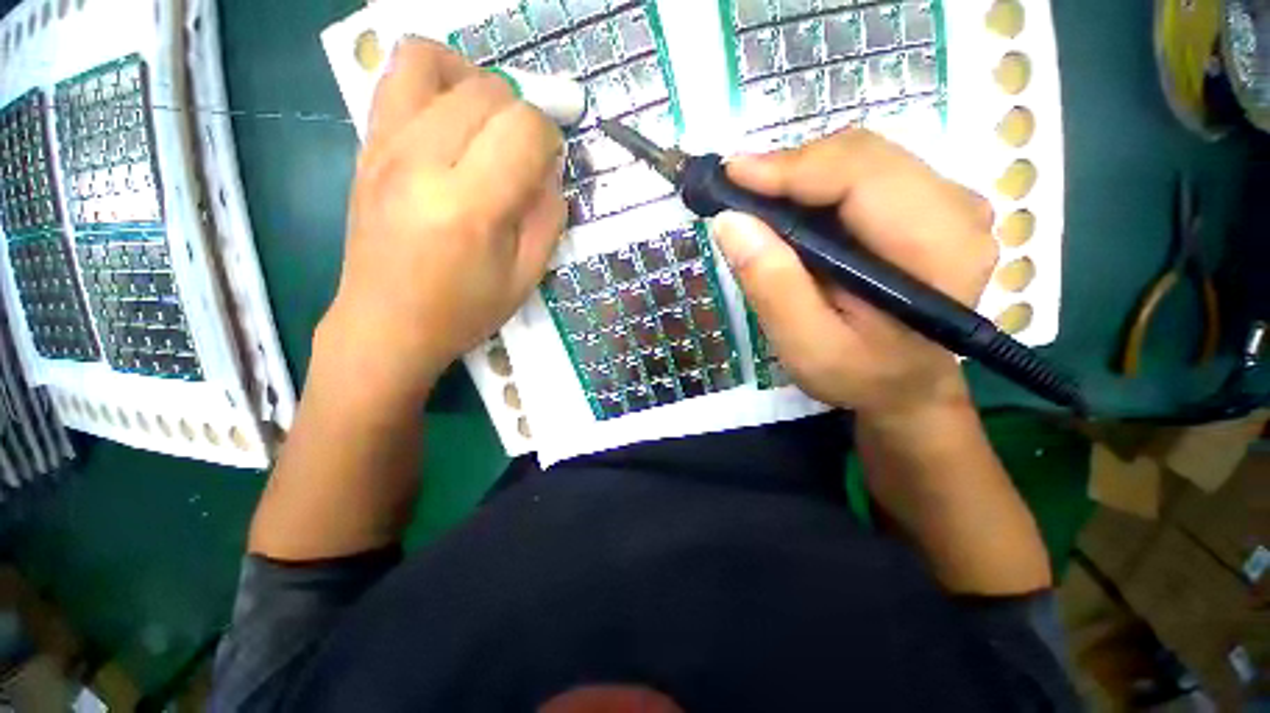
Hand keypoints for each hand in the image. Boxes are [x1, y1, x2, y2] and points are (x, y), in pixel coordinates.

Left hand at [321, 38, 565, 397]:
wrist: (387, 324)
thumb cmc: (463, 310)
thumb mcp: (526, 276)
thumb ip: (548, 217)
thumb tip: (550, 169)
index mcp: (470, 206)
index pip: (523, 128)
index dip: (549, 138)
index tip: (550, 163)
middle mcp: (421, 162)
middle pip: (485, 91)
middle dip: (520, 113)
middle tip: (524, 152)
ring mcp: (384, 147)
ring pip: (430, 60)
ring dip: (474, 80)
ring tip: (487, 119)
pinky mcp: (365, 146)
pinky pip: (395, 77)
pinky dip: (433, 78)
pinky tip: (450, 115)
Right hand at [711, 130, 996, 418]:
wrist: (905, 385)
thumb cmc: (860, 375)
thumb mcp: (807, 347)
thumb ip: (773, 287)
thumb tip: (730, 222)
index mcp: (939, 250)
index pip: (862, 176)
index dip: (792, 168)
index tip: (731, 176)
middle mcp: (957, 210)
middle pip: (862, 157)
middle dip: (790, 169)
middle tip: (736, 192)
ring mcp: (948, 202)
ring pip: (861, 158)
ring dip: (801, 175)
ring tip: (756, 203)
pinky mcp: (928, 205)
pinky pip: (865, 173)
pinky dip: (817, 184)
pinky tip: (789, 209)